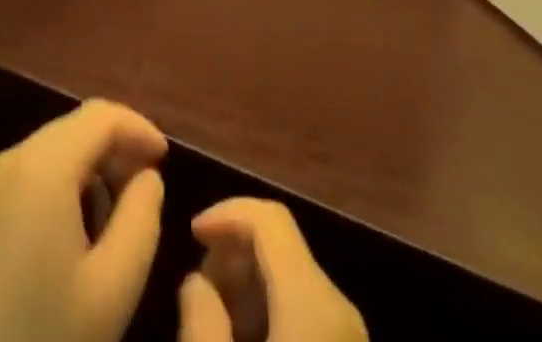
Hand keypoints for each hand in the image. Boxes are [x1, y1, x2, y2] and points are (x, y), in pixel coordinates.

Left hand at [0, 98, 167, 341]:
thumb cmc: (38, 340)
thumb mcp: (111, 290)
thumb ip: (141, 220)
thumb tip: (146, 178)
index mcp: (44, 165)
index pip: (102, 115)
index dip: (140, 128)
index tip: (166, 161)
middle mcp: (12, 160)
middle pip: (76, 128)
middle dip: (116, 150)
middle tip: (144, 194)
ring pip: (53, 153)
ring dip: (91, 171)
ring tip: (115, 222)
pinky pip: (30, 178)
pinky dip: (62, 189)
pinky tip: (74, 240)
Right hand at [179, 199, 366, 341]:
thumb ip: (201, 321)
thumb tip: (197, 281)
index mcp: (313, 298)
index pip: (269, 218)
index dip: (226, 213)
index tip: (191, 236)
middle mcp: (339, 305)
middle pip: (282, 246)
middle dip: (236, 251)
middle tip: (199, 286)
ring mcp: (350, 335)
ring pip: (294, 280)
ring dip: (251, 283)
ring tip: (215, 316)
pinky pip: (307, 312)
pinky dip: (272, 310)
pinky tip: (246, 337)